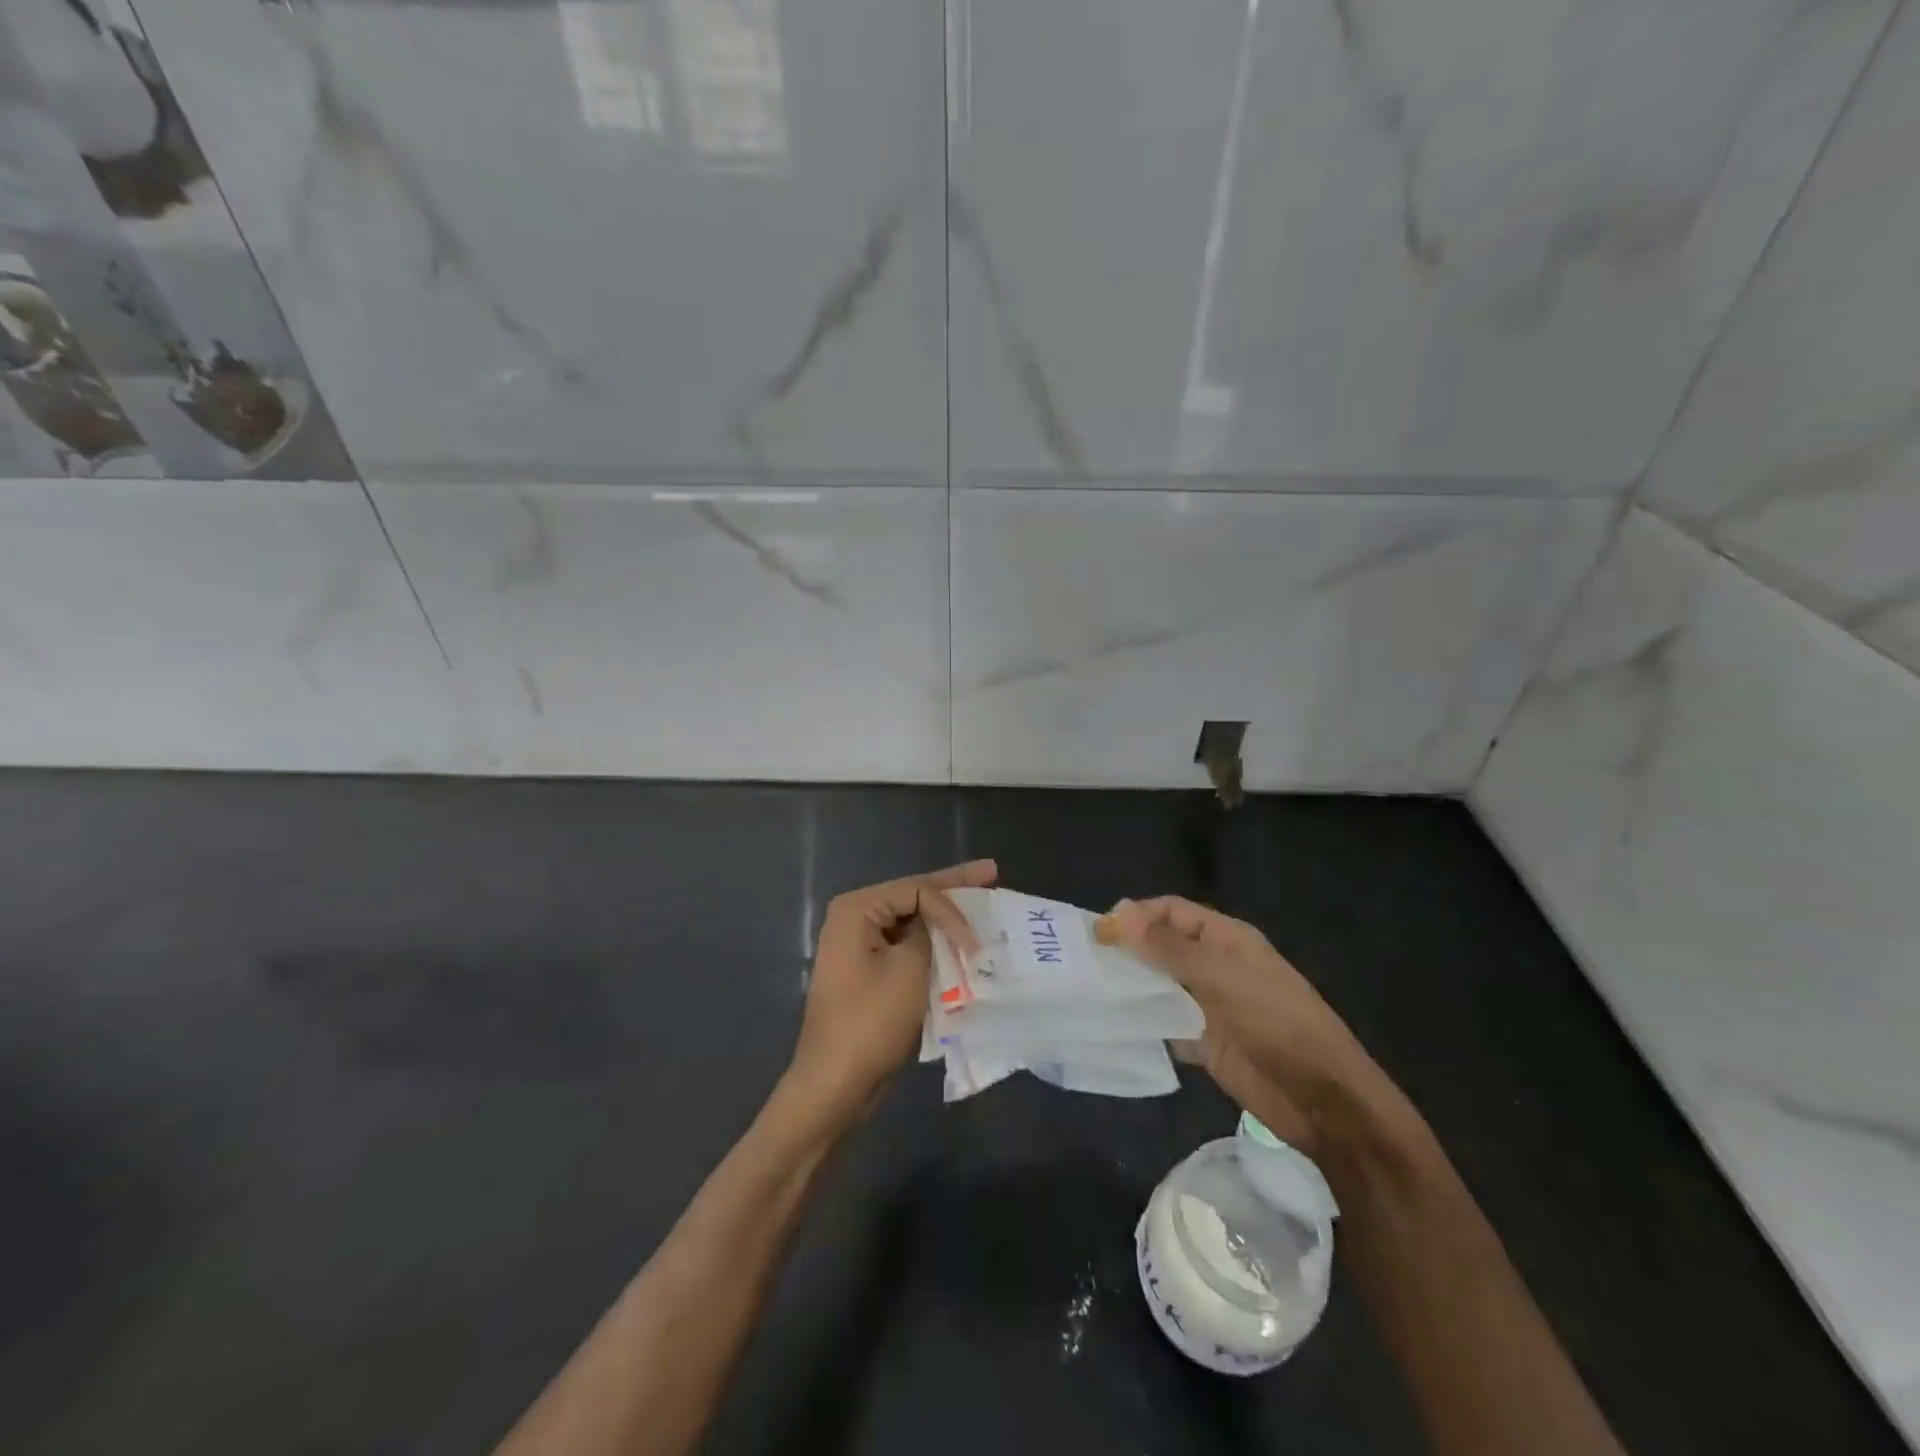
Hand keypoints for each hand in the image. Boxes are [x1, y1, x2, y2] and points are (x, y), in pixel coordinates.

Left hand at [786, 859, 998, 1123]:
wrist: (836, 1084)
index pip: (915, 889)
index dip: (952, 906)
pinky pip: (906, 948)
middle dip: (952, 889)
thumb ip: (928, 932)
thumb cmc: (871, 1021)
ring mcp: (859, 947)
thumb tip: (935, 923)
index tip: (974, 942)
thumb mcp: (910, 968)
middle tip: (990, 872)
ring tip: (981, 903)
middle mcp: (853, 920)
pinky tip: (959, 942)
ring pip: (911, 923)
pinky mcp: (868, 973)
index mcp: (856, 910)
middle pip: (912, 897)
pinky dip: (932, 946)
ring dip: (944, 920)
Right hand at [1095, 896, 1375, 1152]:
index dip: (1135, 915)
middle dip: (1126, 950)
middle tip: (1082, 963)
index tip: (1097, 932)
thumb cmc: (1278, 1024)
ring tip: (1087, 992)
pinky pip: (1165, 1025)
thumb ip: (1169, 948)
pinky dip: (1142, 1025)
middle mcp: (1213, 966)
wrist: (1323, 1101)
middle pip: (1161, 947)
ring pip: (1159, 987)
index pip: (1171, 912)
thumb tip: (1118, 915)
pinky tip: (1113, 1028)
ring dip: (1130, 987)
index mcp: (1225, 939)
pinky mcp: (1204, 1043)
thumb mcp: (1223, 977)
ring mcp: (1208, 1006)